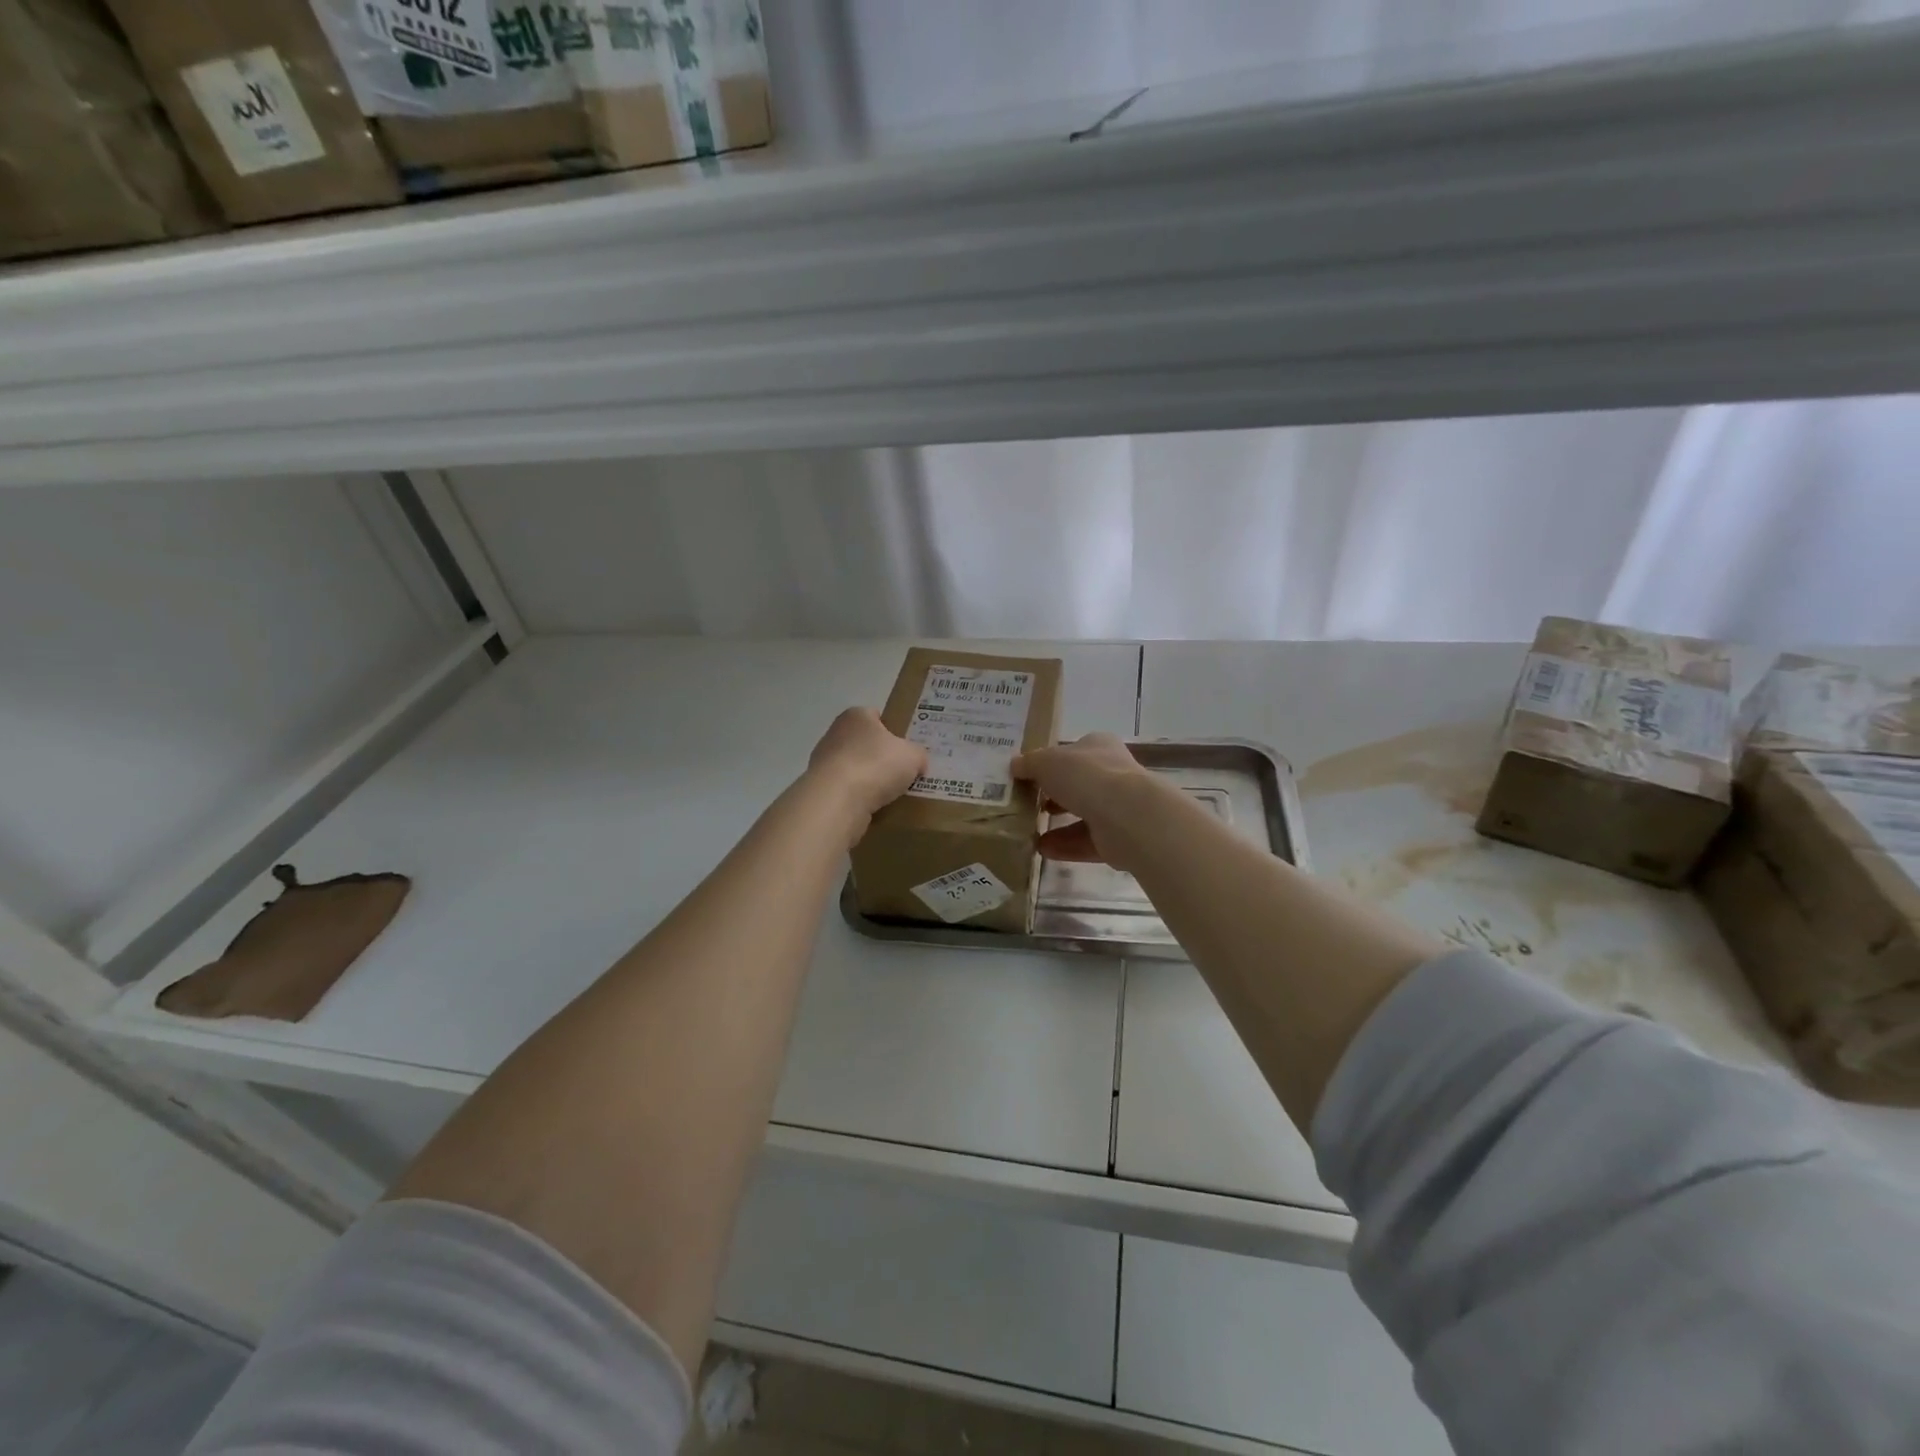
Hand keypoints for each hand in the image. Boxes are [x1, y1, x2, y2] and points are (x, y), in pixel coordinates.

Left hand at [805, 707, 928, 845]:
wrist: (837, 800)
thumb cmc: (876, 764)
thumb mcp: (913, 756)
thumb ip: (918, 754)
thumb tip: (918, 762)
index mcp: (856, 716)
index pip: (876, 716)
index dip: (894, 729)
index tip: (907, 747)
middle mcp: (836, 733)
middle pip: (865, 743)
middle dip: (882, 756)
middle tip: (904, 772)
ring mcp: (824, 762)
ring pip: (855, 768)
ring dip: (870, 779)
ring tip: (892, 794)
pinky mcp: (821, 788)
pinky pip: (847, 790)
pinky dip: (859, 797)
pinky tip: (874, 807)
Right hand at [1012, 733, 1162, 872]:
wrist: (1127, 815)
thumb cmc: (1086, 776)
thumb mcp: (1046, 761)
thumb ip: (1029, 763)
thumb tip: (1015, 766)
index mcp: (1098, 747)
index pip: (1073, 751)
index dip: (1050, 762)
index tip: (1027, 776)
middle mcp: (1112, 774)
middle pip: (1078, 784)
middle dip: (1053, 795)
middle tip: (1027, 803)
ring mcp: (1118, 807)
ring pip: (1082, 815)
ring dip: (1056, 824)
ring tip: (1028, 831)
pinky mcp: (1118, 838)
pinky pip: (1086, 842)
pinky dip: (1064, 846)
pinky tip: (1041, 849)